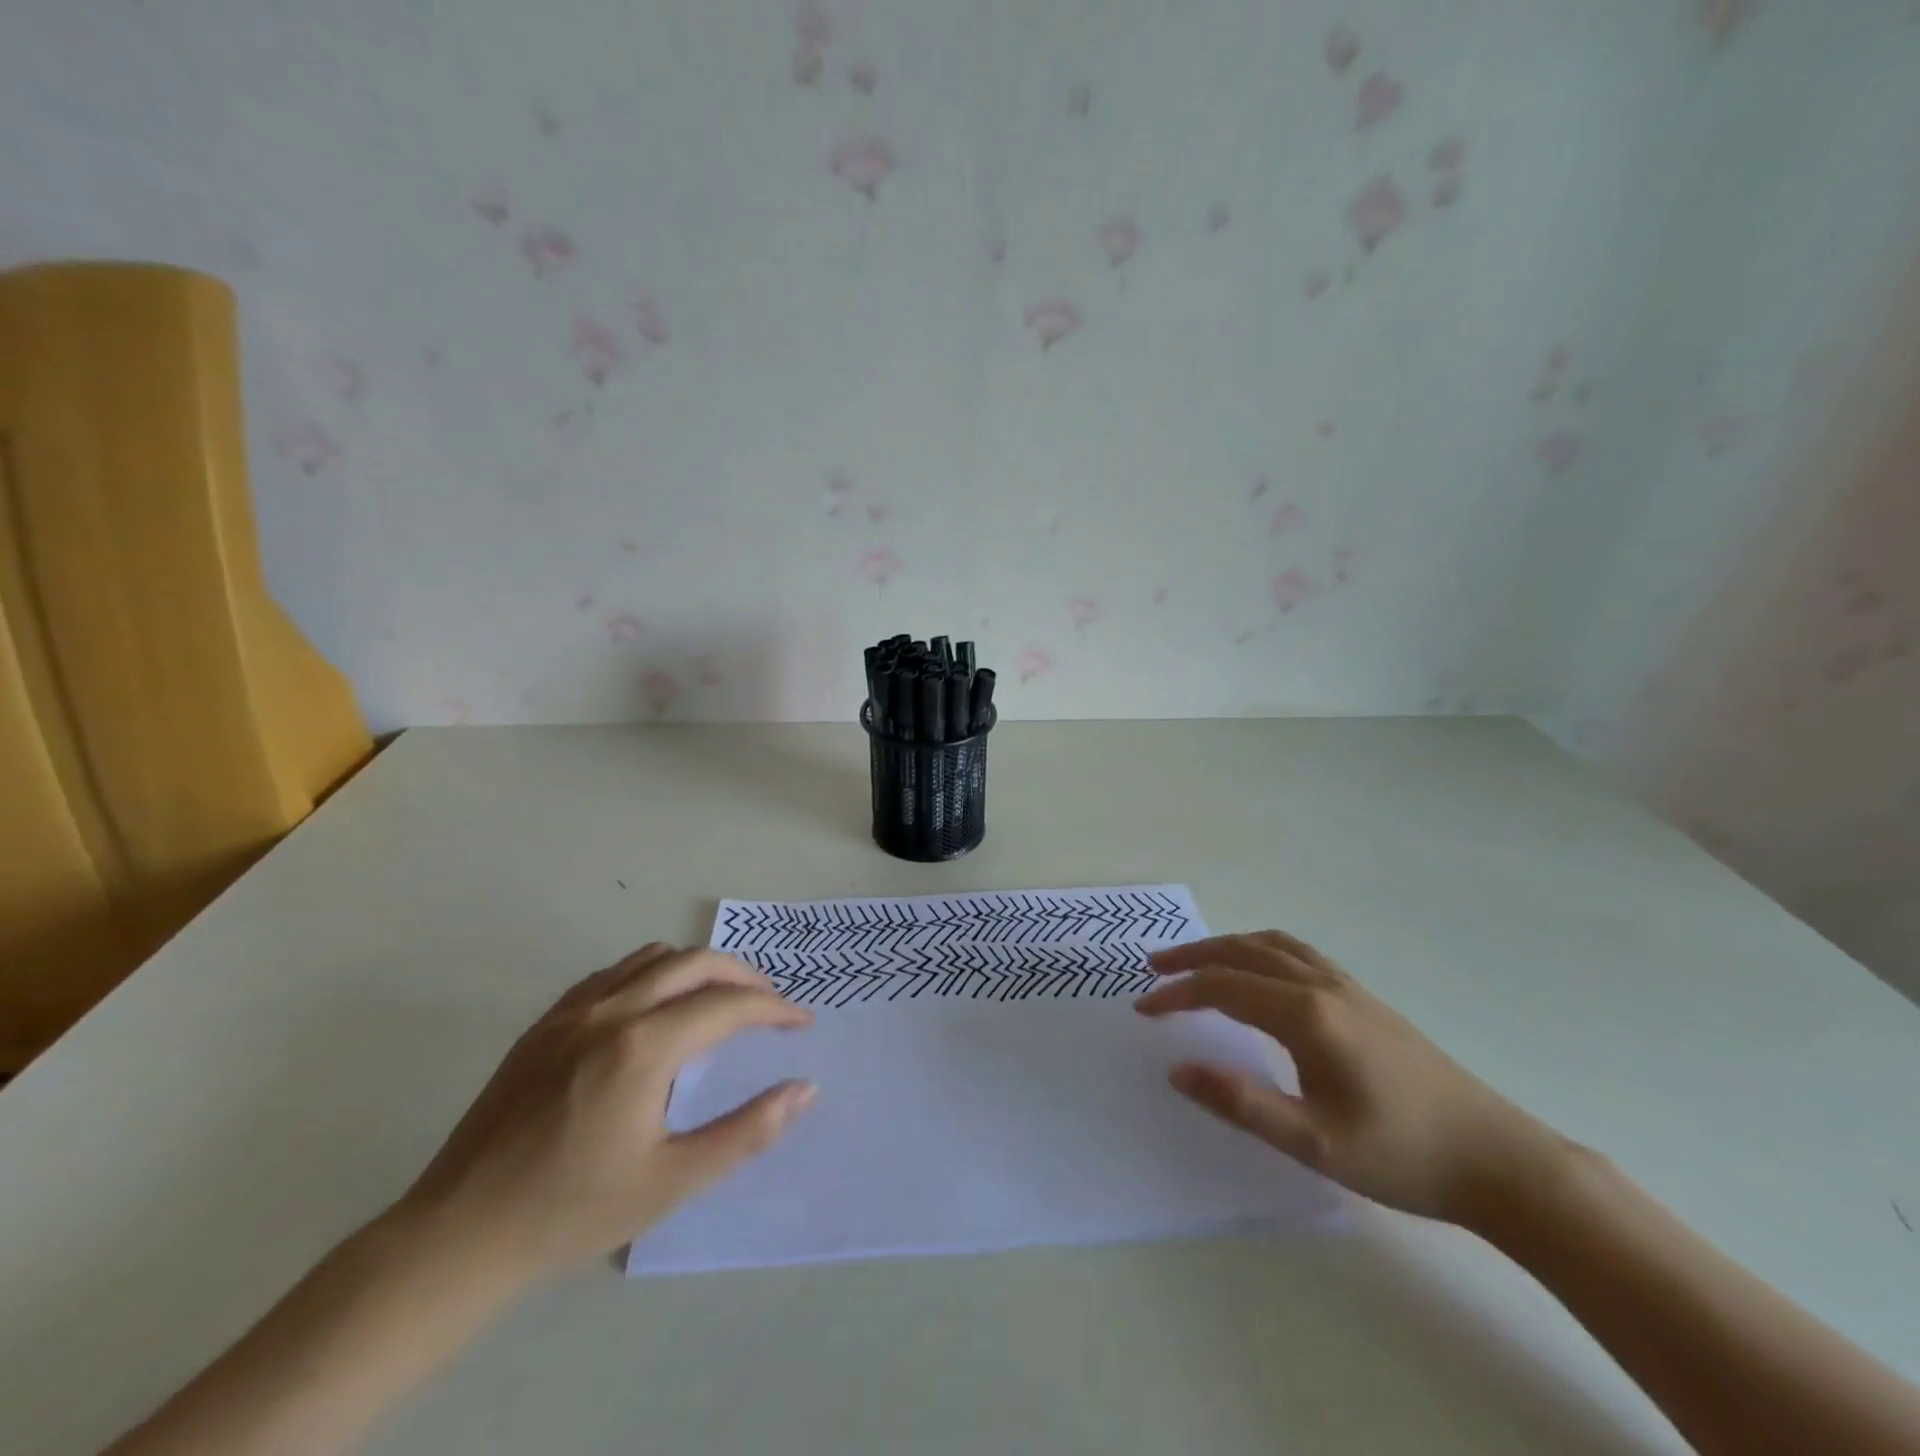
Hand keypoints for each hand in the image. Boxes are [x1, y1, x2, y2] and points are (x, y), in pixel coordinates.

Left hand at [400, 944, 814, 1287]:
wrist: (457, 1236)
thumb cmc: (572, 1212)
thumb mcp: (671, 1182)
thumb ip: (746, 1132)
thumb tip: (804, 1089)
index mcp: (643, 1047)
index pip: (728, 1005)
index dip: (774, 1008)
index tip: (801, 1022)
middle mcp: (611, 1010)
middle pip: (695, 962)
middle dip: (743, 976)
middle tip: (769, 1005)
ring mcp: (572, 1010)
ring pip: (654, 957)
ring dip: (699, 969)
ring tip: (720, 1000)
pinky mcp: (545, 1022)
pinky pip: (614, 972)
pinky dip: (654, 973)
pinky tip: (656, 1009)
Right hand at [1135, 931, 1566, 1227]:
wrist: (1498, 1160)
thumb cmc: (1402, 1155)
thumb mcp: (1313, 1143)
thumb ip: (1240, 1102)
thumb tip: (1177, 1070)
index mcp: (1306, 1015)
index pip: (1223, 987)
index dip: (1178, 993)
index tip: (1144, 1009)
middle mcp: (1323, 986)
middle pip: (1243, 951)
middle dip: (1193, 955)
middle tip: (1154, 968)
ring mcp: (1348, 987)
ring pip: (1272, 945)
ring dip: (1226, 946)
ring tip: (1197, 961)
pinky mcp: (1365, 999)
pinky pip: (1298, 953)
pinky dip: (1261, 950)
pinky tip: (1260, 974)